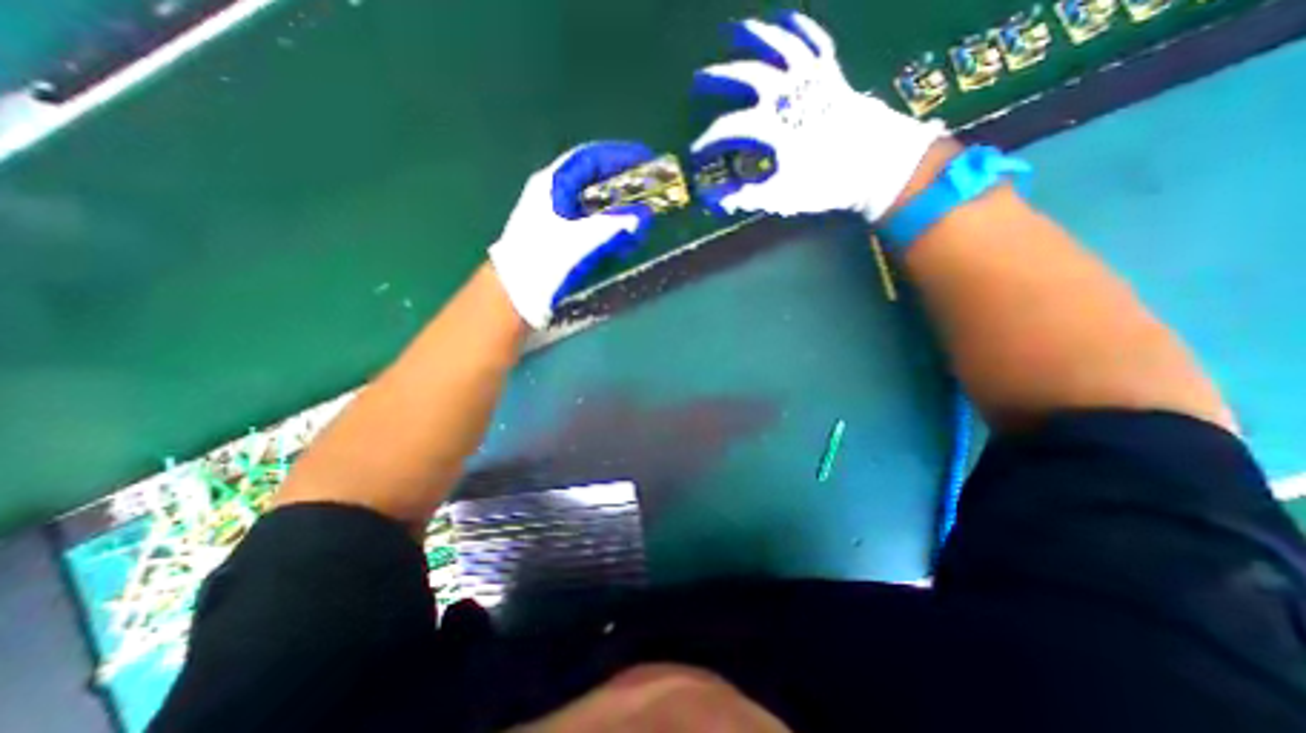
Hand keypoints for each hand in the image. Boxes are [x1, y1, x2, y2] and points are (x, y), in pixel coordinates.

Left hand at [488, 141, 651, 324]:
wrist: (515, 293)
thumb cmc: (543, 261)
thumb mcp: (580, 240)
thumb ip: (613, 225)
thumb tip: (643, 215)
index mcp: (553, 184)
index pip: (591, 158)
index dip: (620, 155)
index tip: (647, 160)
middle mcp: (555, 194)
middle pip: (596, 180)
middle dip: (625, 187)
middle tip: (650, 196)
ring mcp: (558, 216)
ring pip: (596, 205)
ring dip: (620, 213)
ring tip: (639, 227)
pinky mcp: (562, 236)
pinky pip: (592, 225)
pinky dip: (610, 231)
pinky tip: (622, 244)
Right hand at [686, 13, 944, 220]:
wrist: (878, 163)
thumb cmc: (826, 182)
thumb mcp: (781, 196)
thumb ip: (745, 196)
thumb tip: (713, 201)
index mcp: (770, 126)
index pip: (726, 129)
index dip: (706, 142)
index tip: (695, 154)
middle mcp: (785, 93)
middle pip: (743, 75)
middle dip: (716, 78)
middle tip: (697, 81)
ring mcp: (809, 77)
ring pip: (776, 43)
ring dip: (751, 35)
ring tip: (731, 30)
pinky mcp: (830, 71)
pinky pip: (812, 39)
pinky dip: (798, 26)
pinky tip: (784, 19)